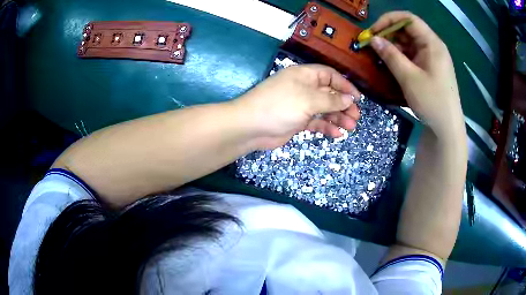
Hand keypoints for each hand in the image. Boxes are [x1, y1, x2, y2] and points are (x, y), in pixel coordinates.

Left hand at [233, 64, 360, 148]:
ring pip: (324, 109)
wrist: (251, 126)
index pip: (330, 75)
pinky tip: (336, 134)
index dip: (345, 86)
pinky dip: (326, 127)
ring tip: (350, 127)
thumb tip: (349, 99)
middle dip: (343, 105)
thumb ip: (330, 99)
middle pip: (329, 93)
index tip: (357, 98)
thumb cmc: (280, 105)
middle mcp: (304, 88)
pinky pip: (316, 122)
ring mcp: (300, 105)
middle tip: (355, 117)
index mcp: (305, 76)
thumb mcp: (308, 99)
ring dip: (337, 117)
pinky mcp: (297, 121)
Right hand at [370, 12, 464, 138]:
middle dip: (389, 34)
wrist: (447, 129)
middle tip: (372, 45)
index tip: (373, 32)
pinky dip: (400, 57)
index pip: (408, 19)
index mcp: (432, 43)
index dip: (388, 20)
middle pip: (408, 30)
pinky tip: (391, 65)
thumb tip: (373, 39)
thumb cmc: (432, 102)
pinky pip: (413, 56)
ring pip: (409, 43)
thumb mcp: (409, 78)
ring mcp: (432, 58)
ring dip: (393, 47)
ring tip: (379, 56)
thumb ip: (391, 55)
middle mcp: (433, 46)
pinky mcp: (430, 68)